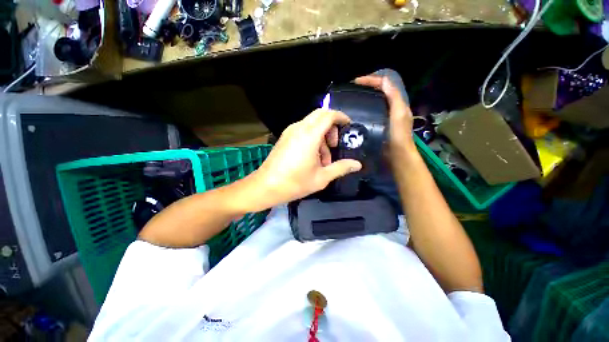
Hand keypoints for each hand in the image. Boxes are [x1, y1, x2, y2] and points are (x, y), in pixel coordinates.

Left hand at [254, 109, 361, 204]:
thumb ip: (340, 168)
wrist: (265, 187)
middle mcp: (298, 128)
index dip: (341, 117)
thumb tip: (357, 165)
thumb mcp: (321, 178)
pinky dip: (312, 138)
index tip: (349, 127)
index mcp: (309, 135)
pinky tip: (311, 157)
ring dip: (321, 136)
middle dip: (332, 126)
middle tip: (334, 145)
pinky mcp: (284, 138)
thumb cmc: (294, 183)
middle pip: (320, 115)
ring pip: (311, 124)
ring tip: (323, 159)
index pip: (329, 115)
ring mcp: (289, 132)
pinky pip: (303, 130)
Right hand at [354, 74, 415, 156]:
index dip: (371, 81)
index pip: (383, 85)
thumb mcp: (399, 113)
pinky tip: (353, 116)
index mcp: (396, 103)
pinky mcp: (377, 128)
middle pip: (377, 93)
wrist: (397, 156)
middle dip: (365, 89)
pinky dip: (361, 112)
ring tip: (350, 102)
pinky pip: (368, 115)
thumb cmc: (399, 135)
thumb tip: (383, 80)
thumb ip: (394, 96)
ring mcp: (383, 119)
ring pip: (372, 104)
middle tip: (351, 91)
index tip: (355, 82)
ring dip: (362, 100)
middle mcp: (390, 109)